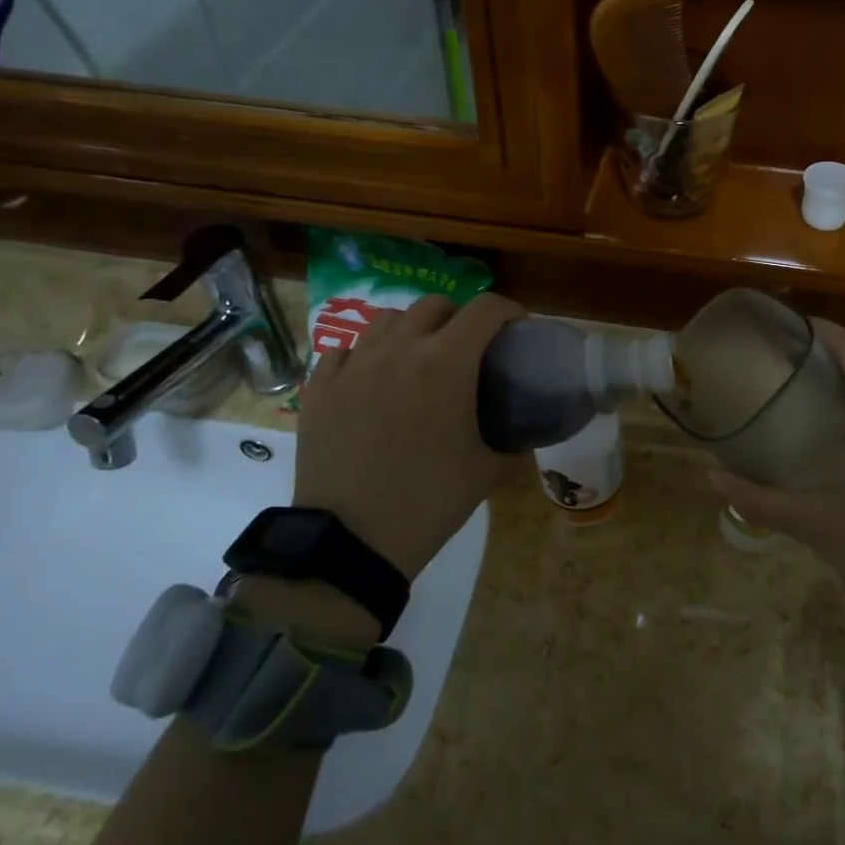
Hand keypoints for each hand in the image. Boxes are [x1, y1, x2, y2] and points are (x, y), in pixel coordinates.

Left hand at [293, 293, 524, 582]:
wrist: (352, 540)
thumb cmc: (430, 500)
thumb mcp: (487, 472)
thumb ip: (514, 447)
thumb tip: (525, 440)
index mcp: (446, 363)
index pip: (485, 309)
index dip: (508, 310)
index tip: (516, 329)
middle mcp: (399, 349)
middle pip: (435, 305)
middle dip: (459, 317)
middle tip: (468, 348)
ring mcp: (353, 365)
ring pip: (387, 320)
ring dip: (412, 329)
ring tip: (418, 357)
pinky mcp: (320, 387)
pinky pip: (346, 351)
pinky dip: (366, 355)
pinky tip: (373, 380)